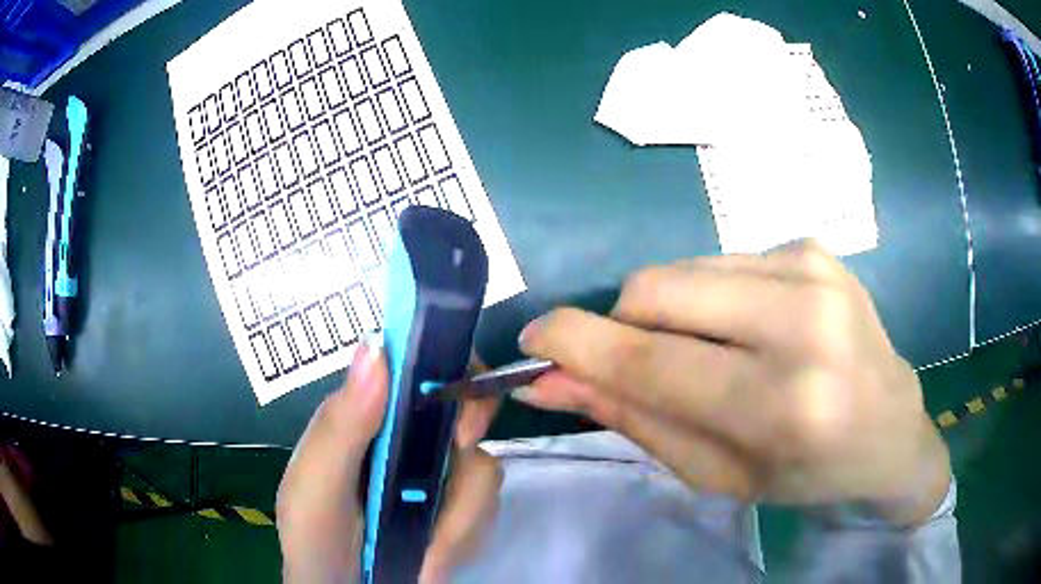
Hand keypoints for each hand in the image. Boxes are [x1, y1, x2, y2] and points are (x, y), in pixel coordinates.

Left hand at [277, 339, 501, 582]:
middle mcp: (407, 435)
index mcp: (367, 416)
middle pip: (467, 408)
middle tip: (442, 496)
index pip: (419, 364)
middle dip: (466, 452)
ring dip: (459, 517)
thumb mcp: (314, 489)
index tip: (458, 428)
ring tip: (423, 550)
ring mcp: (437, 473)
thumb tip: (376, 346)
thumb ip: (339, 427)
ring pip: (484, 466)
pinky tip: (434, 555)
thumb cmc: (317, 542)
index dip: (452, 375)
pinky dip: (465, 536)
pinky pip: (488, 506)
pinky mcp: (459, 507)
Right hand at [515, 240, 950, 526]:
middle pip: (655, 289)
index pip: (651, 360)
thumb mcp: (718, 474)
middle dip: (622, 323)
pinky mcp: (813, 247)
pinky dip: (711, 296)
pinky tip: (749, 327)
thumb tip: (554, 379)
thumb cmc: (805, 472)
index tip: (534, 341)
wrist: (890, 428)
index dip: (575, 343)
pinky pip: (722, 261)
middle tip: (641, 360)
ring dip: (669, 311)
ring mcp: (813, 270)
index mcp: (781, 406)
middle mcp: (802, 323)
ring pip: (683, 268)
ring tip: (710, 349)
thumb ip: (636, 420)